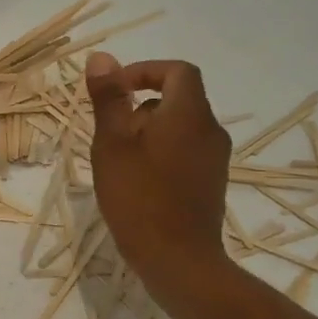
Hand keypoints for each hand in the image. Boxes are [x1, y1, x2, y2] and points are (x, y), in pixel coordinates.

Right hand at [85, 52, 232, 286]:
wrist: (178, 261)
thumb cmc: (138, 197)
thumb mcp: (112, 143)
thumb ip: (109, 98)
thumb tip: (102, 58)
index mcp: (189, 114)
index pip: (177, 71)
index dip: (145, 71)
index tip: (116, 90)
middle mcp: (210, 131)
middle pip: (179, 99)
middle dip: (141, 105)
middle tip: (109, 131)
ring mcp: (215, 159)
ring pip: (180, 127)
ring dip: (149, 131)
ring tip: (119, 159)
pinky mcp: (212, 183)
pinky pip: (186, 151)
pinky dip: (161, 152)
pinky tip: (137, 181)